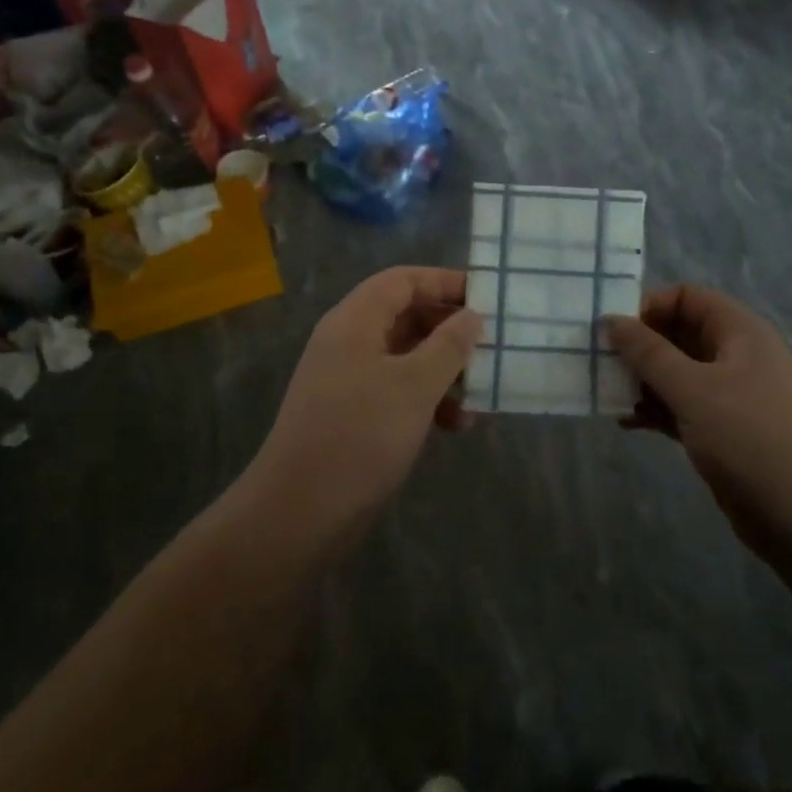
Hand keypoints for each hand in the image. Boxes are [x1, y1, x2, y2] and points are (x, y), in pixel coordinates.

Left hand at [250, 268, 482, 527]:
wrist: (301, 510)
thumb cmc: (360, 435)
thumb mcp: (415, 385)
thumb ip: (449, 345)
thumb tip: (472, 316)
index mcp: (355, 321)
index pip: (402, 280)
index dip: (444, 282)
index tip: (486, 297)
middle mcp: (349, 342)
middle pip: (405, 316)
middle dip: (450, 330)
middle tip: (490, 345)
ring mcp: (348, 379)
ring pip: (406, 357)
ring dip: (444, 370)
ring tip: (479, 392)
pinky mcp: (353, 414)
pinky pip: (397, 390)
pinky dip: (427, 400)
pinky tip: (455, 424)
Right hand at [607, 286, 791, 570]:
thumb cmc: (750, 437)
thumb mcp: (693, 389)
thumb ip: (648, 353)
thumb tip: (610, 319)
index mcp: (740, 332)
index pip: (688, 298)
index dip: (649, 306)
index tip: (614, 330)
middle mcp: (737, 357)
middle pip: (680, 335)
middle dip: (640, 347)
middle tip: (600, 363)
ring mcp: (732, 396)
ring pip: (678, 375)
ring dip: (643, 382)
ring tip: (608, 395)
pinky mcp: (724, 432)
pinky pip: (682, 408)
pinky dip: (656, 411)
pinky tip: (628, 422)